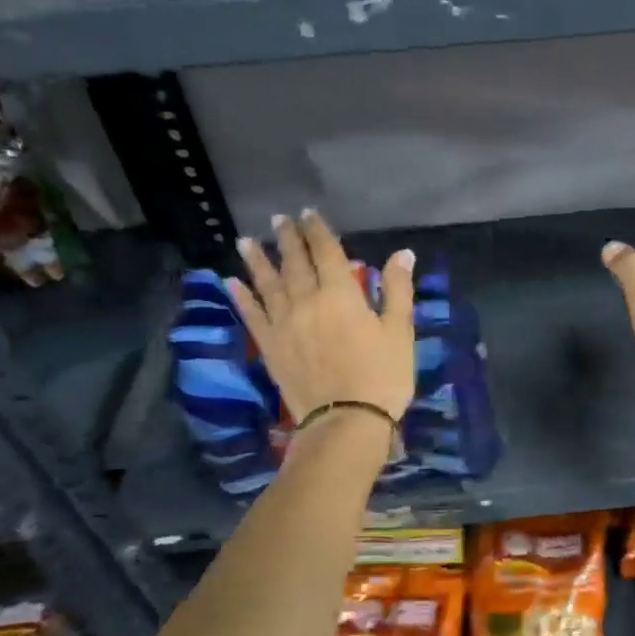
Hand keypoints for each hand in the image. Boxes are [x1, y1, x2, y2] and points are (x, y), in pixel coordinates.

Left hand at [228, 208, 416, 424]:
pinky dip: (242, 297)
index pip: (326, 252)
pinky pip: (252, 316)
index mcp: (340, 294)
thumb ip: (397, 290)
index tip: (308, 213)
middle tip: (278, 219)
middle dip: (287, 239)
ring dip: (257, 260)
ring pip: (267, 284)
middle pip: (294, 262)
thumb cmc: (382, 376)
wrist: (346, 422)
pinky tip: (232, 283)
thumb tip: (402, 253)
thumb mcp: (400, 332)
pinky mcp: (270, 348)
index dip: (318, 231)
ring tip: (246, 241)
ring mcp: (283, 324)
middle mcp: (306, 301)